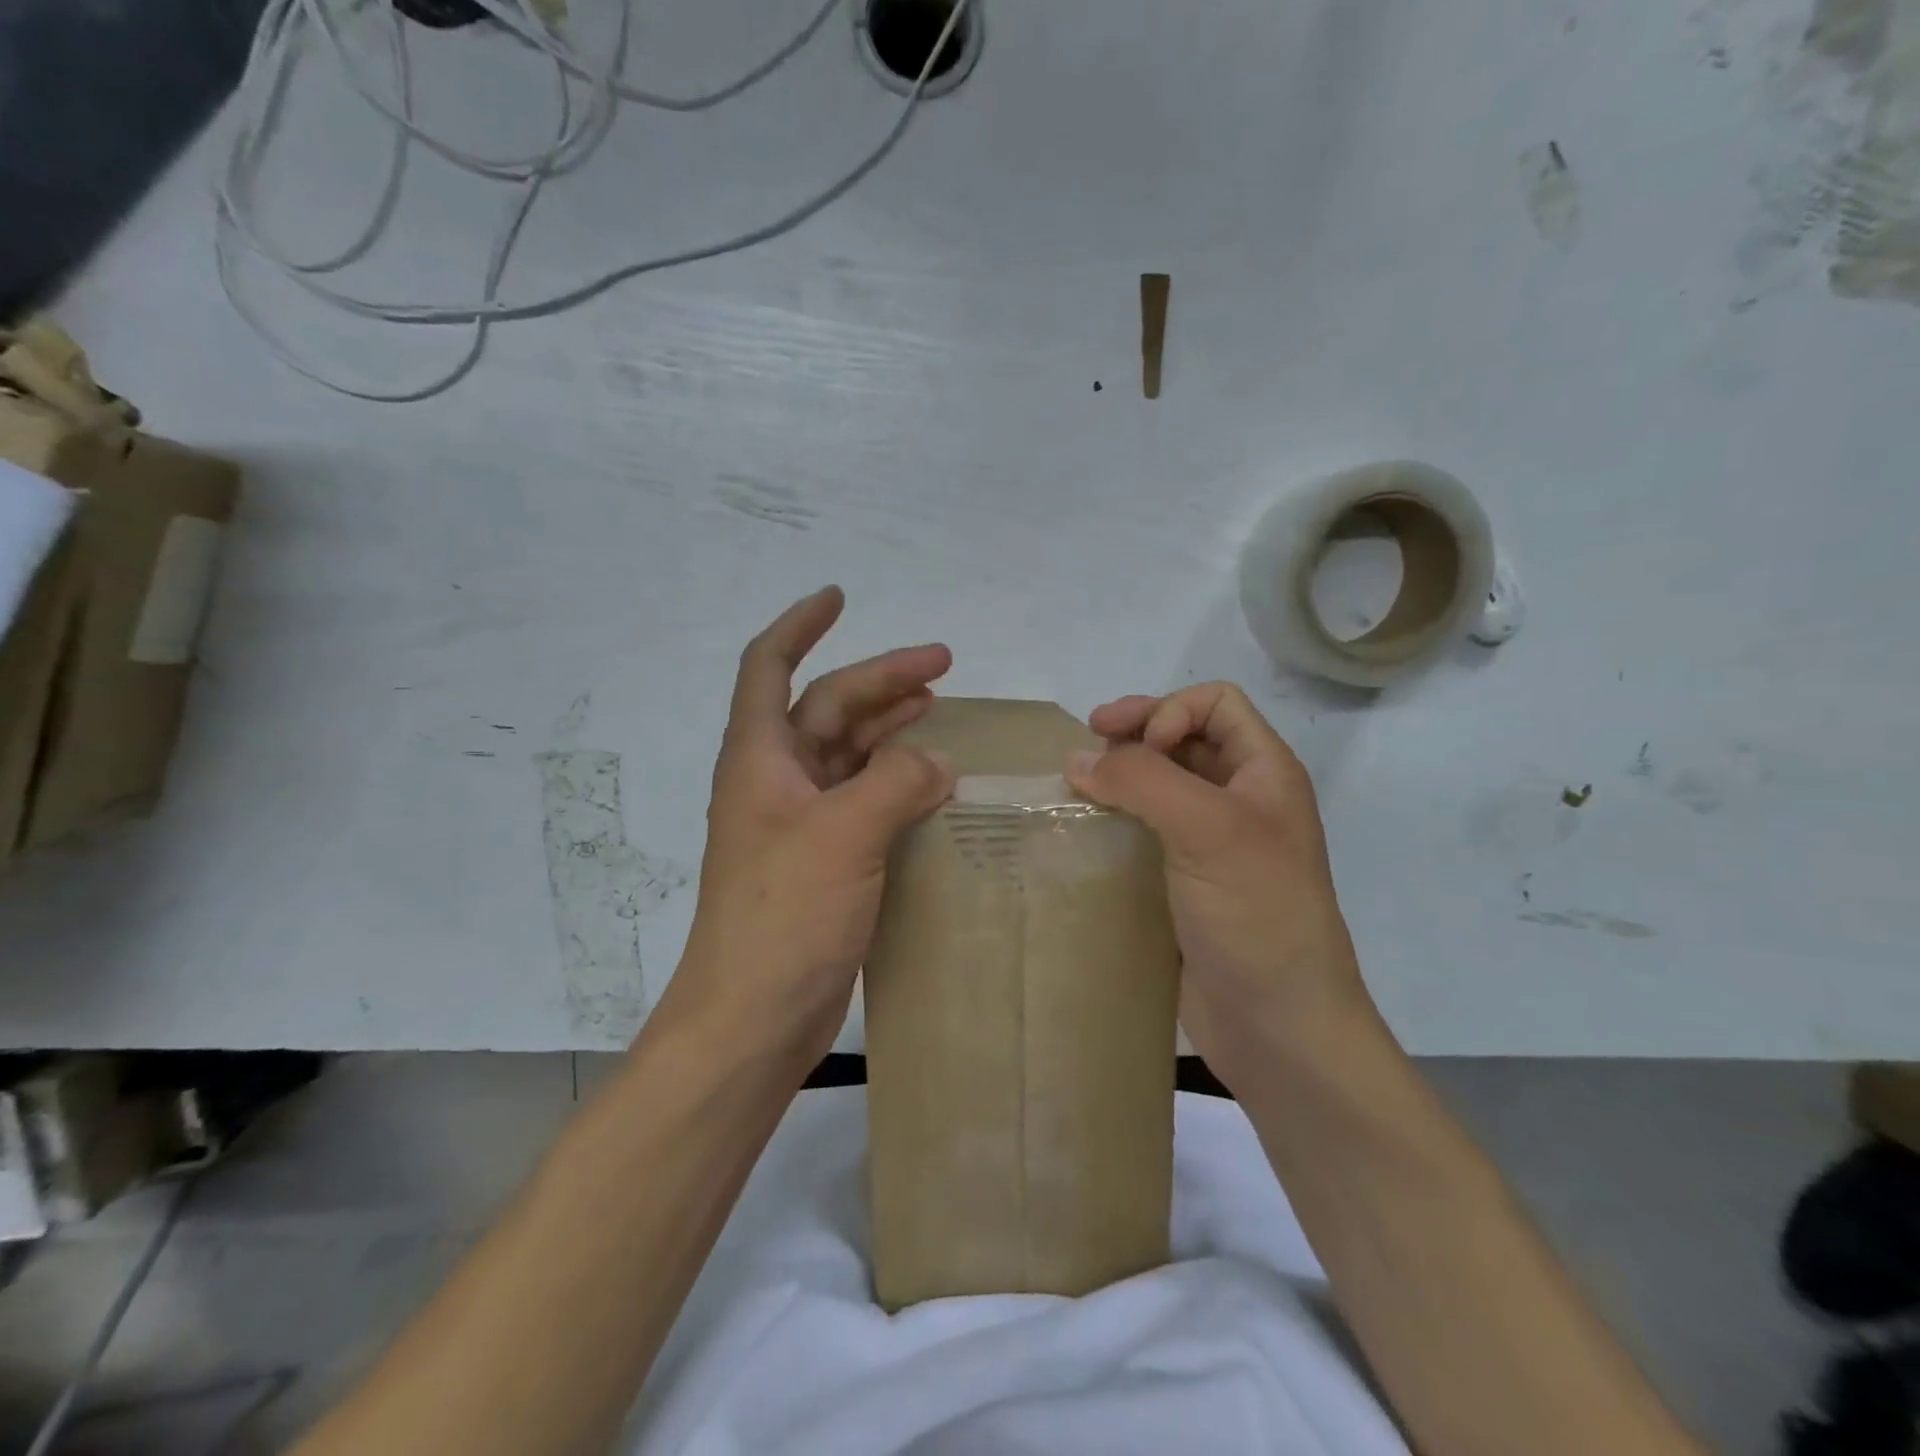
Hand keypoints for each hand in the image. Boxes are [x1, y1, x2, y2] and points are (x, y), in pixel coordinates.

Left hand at [664, 588, 956, 1065]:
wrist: (751, 1019)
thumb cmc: (783, 917)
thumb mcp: (843, 835)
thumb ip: (896, 783)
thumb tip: (936, 761)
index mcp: (759, 760)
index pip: (769, 667)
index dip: (800, 624)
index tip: (839, 596)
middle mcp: (775, 782)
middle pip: (826, 708)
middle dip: (879, 680)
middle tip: (944, 665)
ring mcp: (799, 824)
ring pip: (847, 754)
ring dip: (889, 727)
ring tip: (938, 708)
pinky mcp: (823, 862)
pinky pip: (863, 801)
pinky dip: (896, 782)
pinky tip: (933, 783)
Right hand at [1064, 683, 1376, 1086]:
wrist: (1279, 1025)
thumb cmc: (1257, 914)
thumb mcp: (1209, 830)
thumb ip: (1143, 781)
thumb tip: (1077, 760)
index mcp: (1264, 773)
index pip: (1216, 703)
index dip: (1170, 710)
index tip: (1135, 749)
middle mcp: (1239, 799)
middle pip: (1182, 737)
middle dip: (1134, 733)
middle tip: (1085, 746)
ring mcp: (1210, 843)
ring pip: (1159, 784)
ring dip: (1118, 776)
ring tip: (1077, 787)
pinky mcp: (1183, 881)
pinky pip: (1144, 830)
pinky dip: (1113, 819)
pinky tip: (1085, 831)